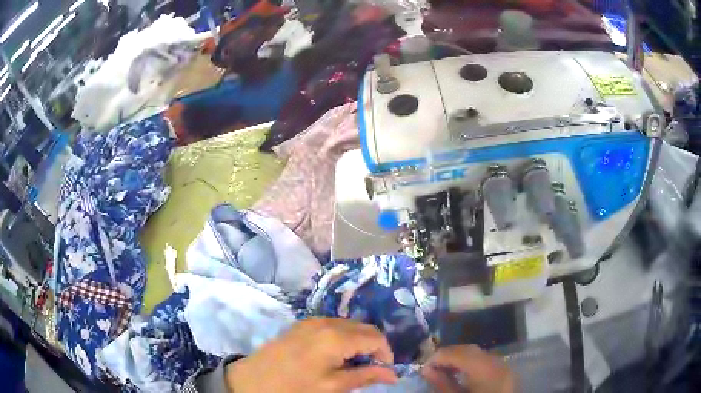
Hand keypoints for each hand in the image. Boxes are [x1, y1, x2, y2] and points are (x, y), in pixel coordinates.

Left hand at [225, 318, 397, 391]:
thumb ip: (365, 377)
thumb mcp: (332, 387)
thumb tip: (392, 375)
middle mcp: (326, 322)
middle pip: (364, 328)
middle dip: (373, 347)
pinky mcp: (301, 325)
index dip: (386, 354)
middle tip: (371, 369)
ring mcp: (311, 321)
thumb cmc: (294, 387)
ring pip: (349, 326)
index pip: (376, 337)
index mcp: (336, 336)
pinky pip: (332, 326)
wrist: (252, 380)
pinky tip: (335, 356)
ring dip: (358, 342)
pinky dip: (343, 338)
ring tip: (353, 365)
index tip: (385, 372)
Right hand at [421, 345, 514, 392]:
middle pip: (469, 349)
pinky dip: (471, 363)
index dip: (437, 357)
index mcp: (484, 368)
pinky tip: (461, 374)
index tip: (423, 367)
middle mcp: (496, 361)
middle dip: (448, 355)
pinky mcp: (505, 372)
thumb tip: (427, 370)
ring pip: (478, 353)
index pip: (457, 352)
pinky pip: (486, 360)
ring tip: (443, 371)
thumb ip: (442, 384)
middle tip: (431, 368)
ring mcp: (503, 365)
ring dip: (459, 358)